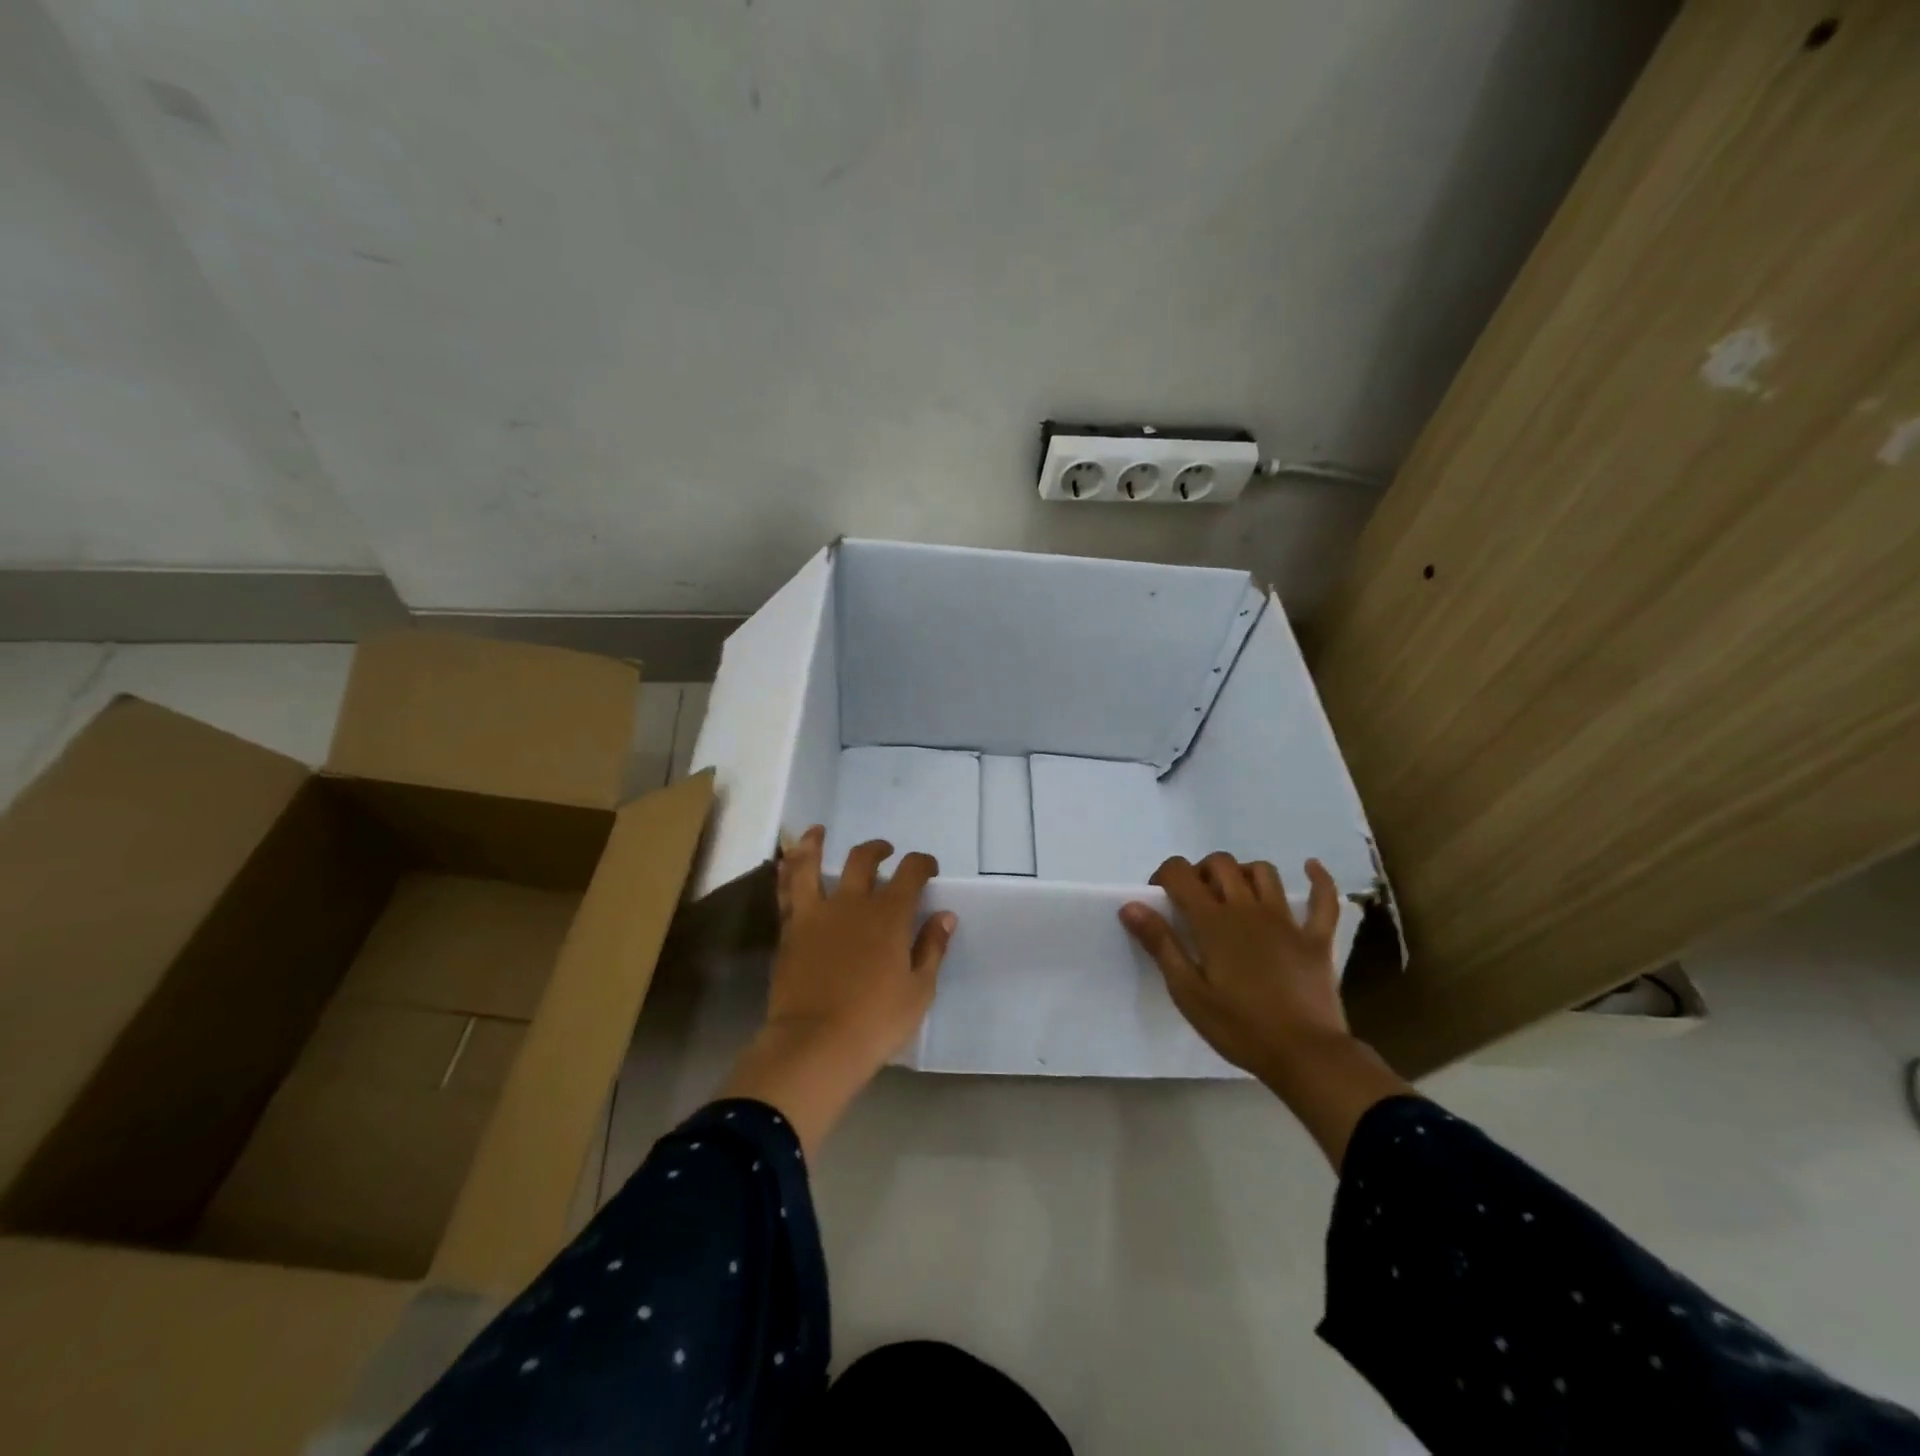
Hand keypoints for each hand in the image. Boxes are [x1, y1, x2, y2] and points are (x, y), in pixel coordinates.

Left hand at [766, 827, 955, 1073]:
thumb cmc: (876, 1021)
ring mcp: (817, 914)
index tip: (928, 868)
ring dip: (816, 844)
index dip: (922, 863)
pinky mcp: (790, 930)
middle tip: (885, 853)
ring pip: (812, 865)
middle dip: (878, 851)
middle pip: (864, 860)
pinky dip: (787, 872)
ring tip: (819, 832)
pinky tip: (787, 862)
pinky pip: (786, 891)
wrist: (815, 1044)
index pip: (911, 872)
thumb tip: (944, 916)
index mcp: (889, 915)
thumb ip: (931, 948)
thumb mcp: (919, 990)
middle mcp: (853, 903)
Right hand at [1120, 852, 1410, 1167]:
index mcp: (1213, 921)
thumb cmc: (1239, 1026)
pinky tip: (1311, 868)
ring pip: (1263, 872)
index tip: (1159, 896)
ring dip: (1244, 872)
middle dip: (1201, 871)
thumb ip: (1160, 944)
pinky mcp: (1316, 938)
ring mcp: (1286, 921)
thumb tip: (1130, 905)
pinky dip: (1318, 879)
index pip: (1181, 874)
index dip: (1165, 875)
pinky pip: (1324, 900)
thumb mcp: (1188, 992)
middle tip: (1194, 898)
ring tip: (1235, 892)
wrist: (1305, 1055)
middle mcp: (1248, 909)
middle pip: (1222, 864)